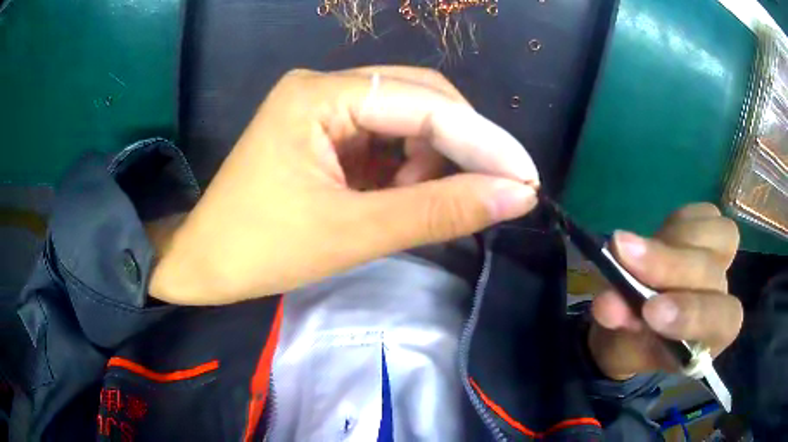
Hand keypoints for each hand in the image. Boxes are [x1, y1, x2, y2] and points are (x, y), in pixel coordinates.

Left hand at [149, 67, 539, 304]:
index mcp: (320, 94)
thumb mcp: (353, 233)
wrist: (204, 263)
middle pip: (419, 98)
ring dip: (430, 158)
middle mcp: (323, 85)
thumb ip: (438, 212)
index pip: (424, 104)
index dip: (483, 141)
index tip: (527, 177)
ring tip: (418, 202)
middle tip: (487, 191)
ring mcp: (322, 105)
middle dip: (460, 146)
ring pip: (406, 116)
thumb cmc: (261, 250)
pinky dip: (405, 166)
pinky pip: (384, 136)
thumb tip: (517, 196)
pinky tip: (398, 194)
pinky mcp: (323, 129)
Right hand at [588, 203, 742, 379]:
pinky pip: (706, 214)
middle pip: (711, 273)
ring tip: (630, 245)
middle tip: (623, 254)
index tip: (648, 310)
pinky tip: (657, 235)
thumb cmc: (629, 345)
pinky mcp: (708, 235)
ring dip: (672, 239)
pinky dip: (679, 220)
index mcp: (707, 340)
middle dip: (668, 265)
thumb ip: (620, 328)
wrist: (632, 324)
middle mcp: (719, 299)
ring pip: (718, 236)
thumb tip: (608, 303)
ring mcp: (719, 264)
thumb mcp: (619, 348)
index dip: (691, 313)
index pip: (719, 323)